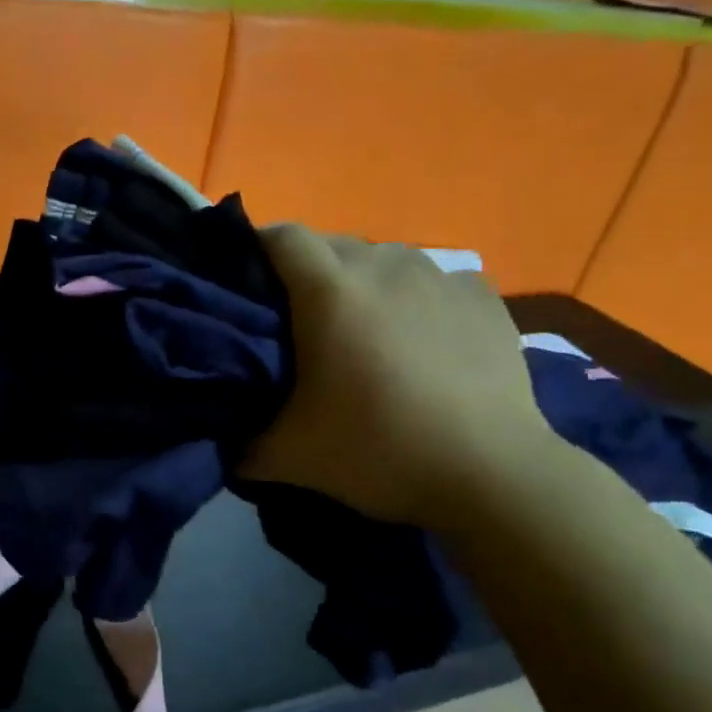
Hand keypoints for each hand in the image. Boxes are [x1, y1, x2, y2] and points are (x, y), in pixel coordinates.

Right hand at [242, 226, 557, 529]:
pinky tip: (421, 337)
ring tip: (363, 328)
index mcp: (330, 292)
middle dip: (307, 269)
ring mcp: (440, 278)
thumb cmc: (379, 451)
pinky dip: (415, 297)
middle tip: (300, 318)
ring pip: (384, 258)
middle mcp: (384, 267)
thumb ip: (240, 445)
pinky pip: (433, 279)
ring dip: (363, 281)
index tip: (246, 279)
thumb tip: (218, 443)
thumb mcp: (290, 457)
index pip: (282, 236)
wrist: (492, 474)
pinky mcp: (483, 298)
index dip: (258, 248)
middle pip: (331, 244)